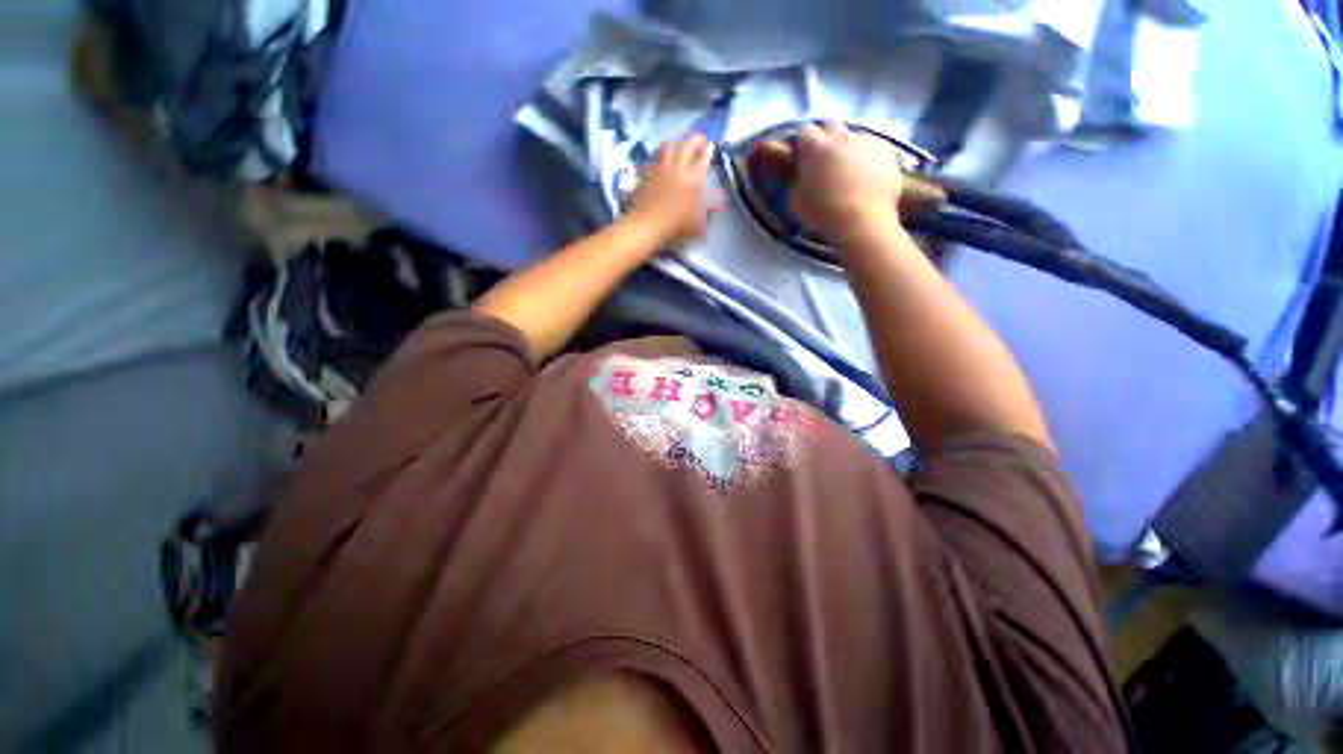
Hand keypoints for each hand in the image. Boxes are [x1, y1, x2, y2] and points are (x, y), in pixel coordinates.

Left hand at [624, 134, 717, 248]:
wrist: (647, 225)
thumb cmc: (676, 226)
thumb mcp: (698, 224)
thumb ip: (708, 213)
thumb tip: (716, 206)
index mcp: (693, 178)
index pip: (703, 157)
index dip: (708, 150)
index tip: (711, 145)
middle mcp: (677, 168)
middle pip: (687, 144)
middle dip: (695, 139)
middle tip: (700, 139)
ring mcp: (660, 169)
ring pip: (668, 147)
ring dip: (676, 143)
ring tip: (679, 145)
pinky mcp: (646, 174)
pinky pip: (653, 160)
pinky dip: (658, 158)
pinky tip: (659, 162)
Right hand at [757, 121, 904, 240]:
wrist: (862, 222)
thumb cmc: (823, 214)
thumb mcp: (795, 202)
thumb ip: (796, 183)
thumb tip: (800, 178)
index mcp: (814, 147)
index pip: (803, 130)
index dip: (800, 142)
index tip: (799, 156)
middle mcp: (841, 136)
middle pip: (830, 124)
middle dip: (825, 137)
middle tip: (823, 160)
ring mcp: (867, 141)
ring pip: (854, 135)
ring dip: (848, 148)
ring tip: (848, 171)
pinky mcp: (888, 151)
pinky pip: (875, 148)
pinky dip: (869, 157)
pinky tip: (868, 176)